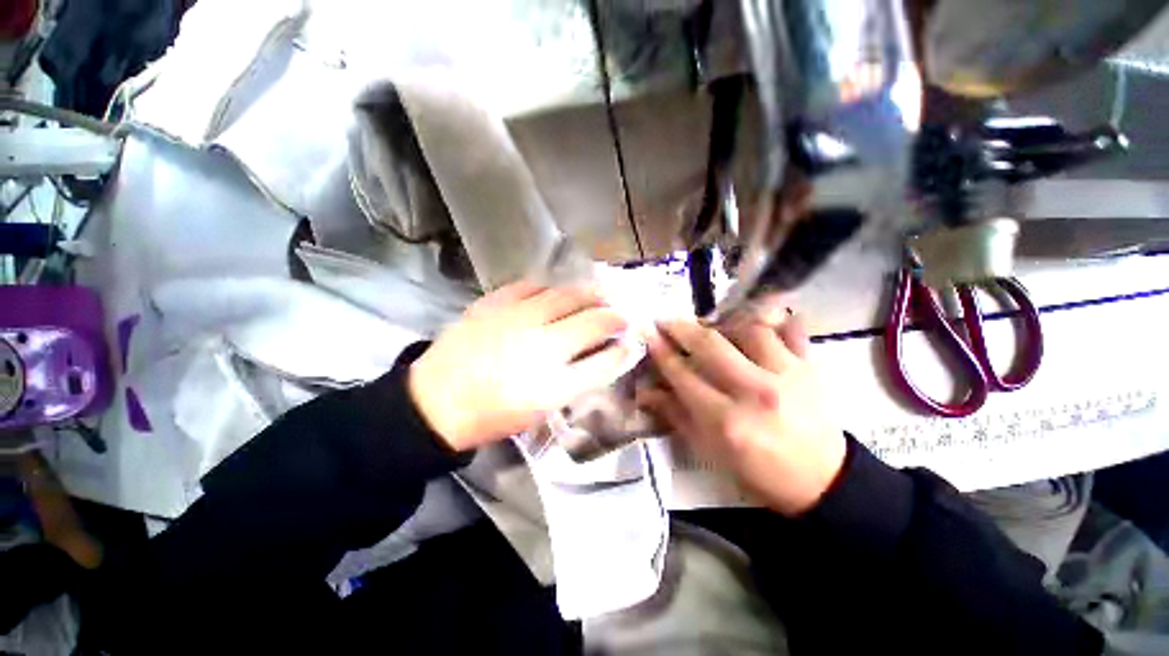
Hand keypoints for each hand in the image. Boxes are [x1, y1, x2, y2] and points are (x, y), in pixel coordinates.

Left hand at [409, 281, 636, 451]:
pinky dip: (549, 286)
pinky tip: (554, 290)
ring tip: (597, 294)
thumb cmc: (494, 412)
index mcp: (553, 380)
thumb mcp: (543, 407)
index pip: (604, 359)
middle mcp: (540, 343)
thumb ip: (579, 379)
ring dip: (588, 293)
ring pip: (566, 294)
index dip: (624, 346)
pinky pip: (530, 285)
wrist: (437, 401)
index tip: (631, 339)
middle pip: (591, 318)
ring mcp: (516, 317)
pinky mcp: (493, 302)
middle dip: (614, 313)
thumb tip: (606, 353)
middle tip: (620, 312)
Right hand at [637, 305, 845, 515]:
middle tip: (666, 321)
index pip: (683, 374)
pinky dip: (773, 319)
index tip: (648, 336)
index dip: (661, 352)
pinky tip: (758, 317)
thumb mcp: (710, 451)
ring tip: (710, 324)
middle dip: (681, 328)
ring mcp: (786, 375)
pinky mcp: (810, 368)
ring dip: (723, 323)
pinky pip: (790, 330)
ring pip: (748, 329)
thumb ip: (676, 415)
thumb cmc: (758, 471)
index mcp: (725, 420)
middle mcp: (754, 391)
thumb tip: (645, 391)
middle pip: (710, 345)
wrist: (823, 481)